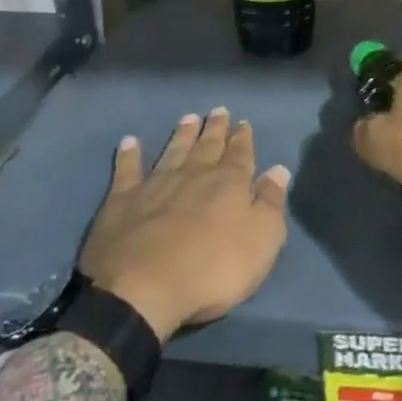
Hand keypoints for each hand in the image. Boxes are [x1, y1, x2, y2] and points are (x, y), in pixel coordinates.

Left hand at [77, 108, 289, 340]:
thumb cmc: (212, 270)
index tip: (243, 123)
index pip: (240, 155)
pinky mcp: (122, 200)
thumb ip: (270, 203)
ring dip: (182, 134)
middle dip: (215, 129)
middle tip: (218, 111)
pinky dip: (129, 155)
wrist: (143, 289)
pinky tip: (129, 142)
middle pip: (207, 146)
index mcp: (228, 184)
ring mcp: (155, 184)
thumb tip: (279, 170)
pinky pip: (127, 170)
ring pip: (173, 150)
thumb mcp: (260, 241)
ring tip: (188, 118)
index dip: (243, 139)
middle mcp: (193, 175)